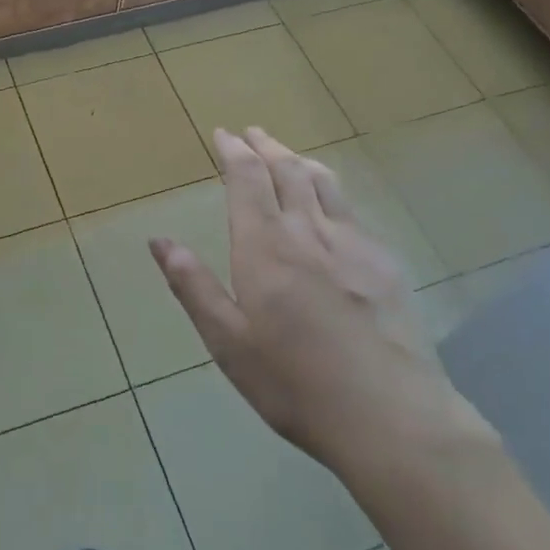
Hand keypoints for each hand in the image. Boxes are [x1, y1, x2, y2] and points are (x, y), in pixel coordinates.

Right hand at [148, 127, 492, 494]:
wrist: (391, 416)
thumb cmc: (294, 383)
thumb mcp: (228, 343)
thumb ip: (193, 286)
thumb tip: (159, 241)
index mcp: (265, 247)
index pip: (247, 180)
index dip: (233, 152)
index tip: (223, 133)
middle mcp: (308, 232)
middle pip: (287, 171)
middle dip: (265, 147)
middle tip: (252, 133)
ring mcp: (352, 244)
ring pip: (323, 183)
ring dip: (299, 160)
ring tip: (286, 154)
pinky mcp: (384, 263)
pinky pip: (351, 208)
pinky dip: (331, 188)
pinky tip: (331, 201)